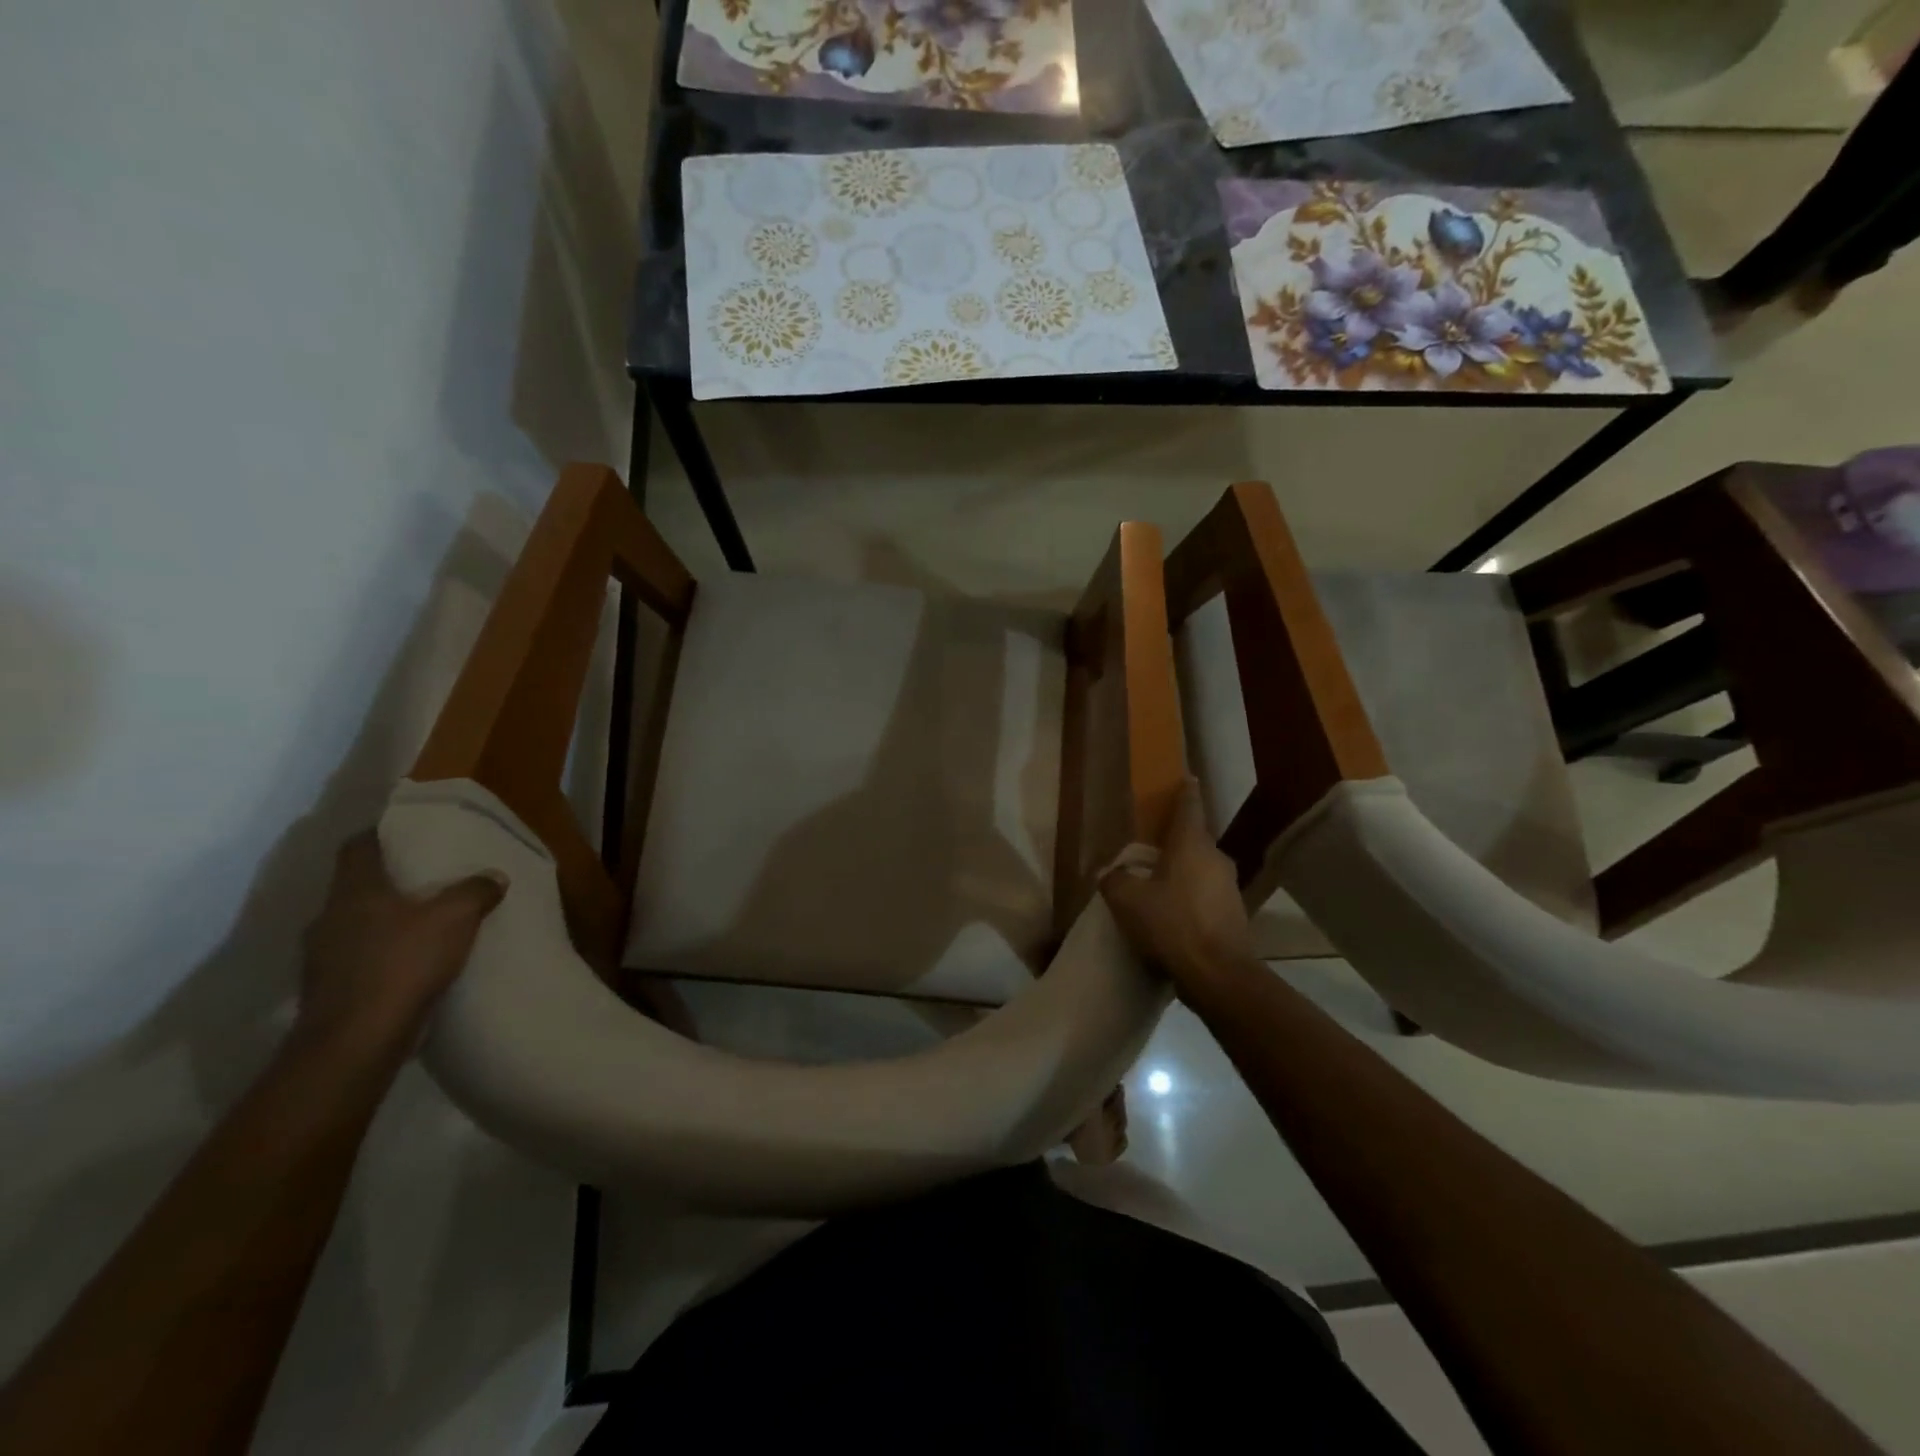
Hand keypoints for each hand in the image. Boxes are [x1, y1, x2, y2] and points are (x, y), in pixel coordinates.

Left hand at [296, 832, 505, 1060]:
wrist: (355, 1041)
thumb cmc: (402, 964)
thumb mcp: (455, 918)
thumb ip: (475, 892)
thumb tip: (493, 877)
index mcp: (355, 891)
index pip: (358, 848)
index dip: (380, 834)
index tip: (405, 830)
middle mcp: (328, 917)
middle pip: (357, 887)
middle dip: (388, 881)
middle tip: (426, 878)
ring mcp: (322, 957)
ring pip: (355, 924)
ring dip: (383, 921)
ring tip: (422, 922)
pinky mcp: (328, 990)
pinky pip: (356, 958)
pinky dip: (380, 954)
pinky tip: (409, 963)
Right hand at [1101, 780, 1252, 998]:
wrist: (1218, 974)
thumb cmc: (1171, 924)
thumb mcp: (1127, 900)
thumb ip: (1114, 880)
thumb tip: (1109, 873)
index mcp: (1192, 844)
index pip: (1189, 807)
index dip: (1185, 792)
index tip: (1187, 778)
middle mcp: (1216, 858)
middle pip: (1194, 841)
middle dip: (1176, 843)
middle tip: (1152, 850)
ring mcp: (1229, 887)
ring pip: (1202, 870)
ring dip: (1184, 874)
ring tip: (1159, 888)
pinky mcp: (1235, 915)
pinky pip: (1207, 896)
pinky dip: (1192, 900)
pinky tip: (1174, 917)